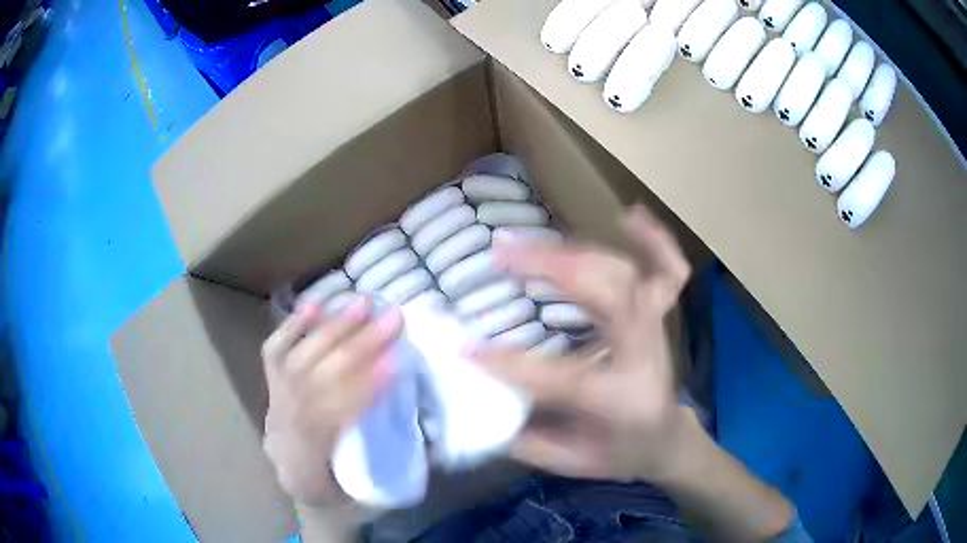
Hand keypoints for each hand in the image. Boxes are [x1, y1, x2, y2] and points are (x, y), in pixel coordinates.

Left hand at [261, 297, 403, 506]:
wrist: (300, 487)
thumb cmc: (341, 495)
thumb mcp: (370, 496)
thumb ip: (393, 463)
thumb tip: (433, 426)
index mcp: (306, 467)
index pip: (331, 419)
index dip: (363, 388)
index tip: (399, 361)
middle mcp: (282, 432)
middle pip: (314, 382)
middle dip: (354, 348)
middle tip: (392, 319)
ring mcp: (273, 406)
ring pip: (297, 362)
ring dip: (331, 330)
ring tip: (363, 304)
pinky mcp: (270, 388)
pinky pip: (274, 354)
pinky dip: (292, 327)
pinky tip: (316, 305)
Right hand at [473, 204, 695, 483]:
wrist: (666, 440)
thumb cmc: (618, 453)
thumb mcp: (569, 462)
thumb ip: (524, 438)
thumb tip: (476, 401)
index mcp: (621, 400)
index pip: (562, 377)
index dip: (510, 363)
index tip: (464, 349)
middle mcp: (644, 355)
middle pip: (610, 296)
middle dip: (552, 267)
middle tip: (501, 256)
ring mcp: (657, 329)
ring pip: (626, 273)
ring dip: (575, 249)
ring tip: (526, 241)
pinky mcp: (661, 316)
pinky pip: (669, 270)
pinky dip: (654, 239)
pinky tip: (629, 214)